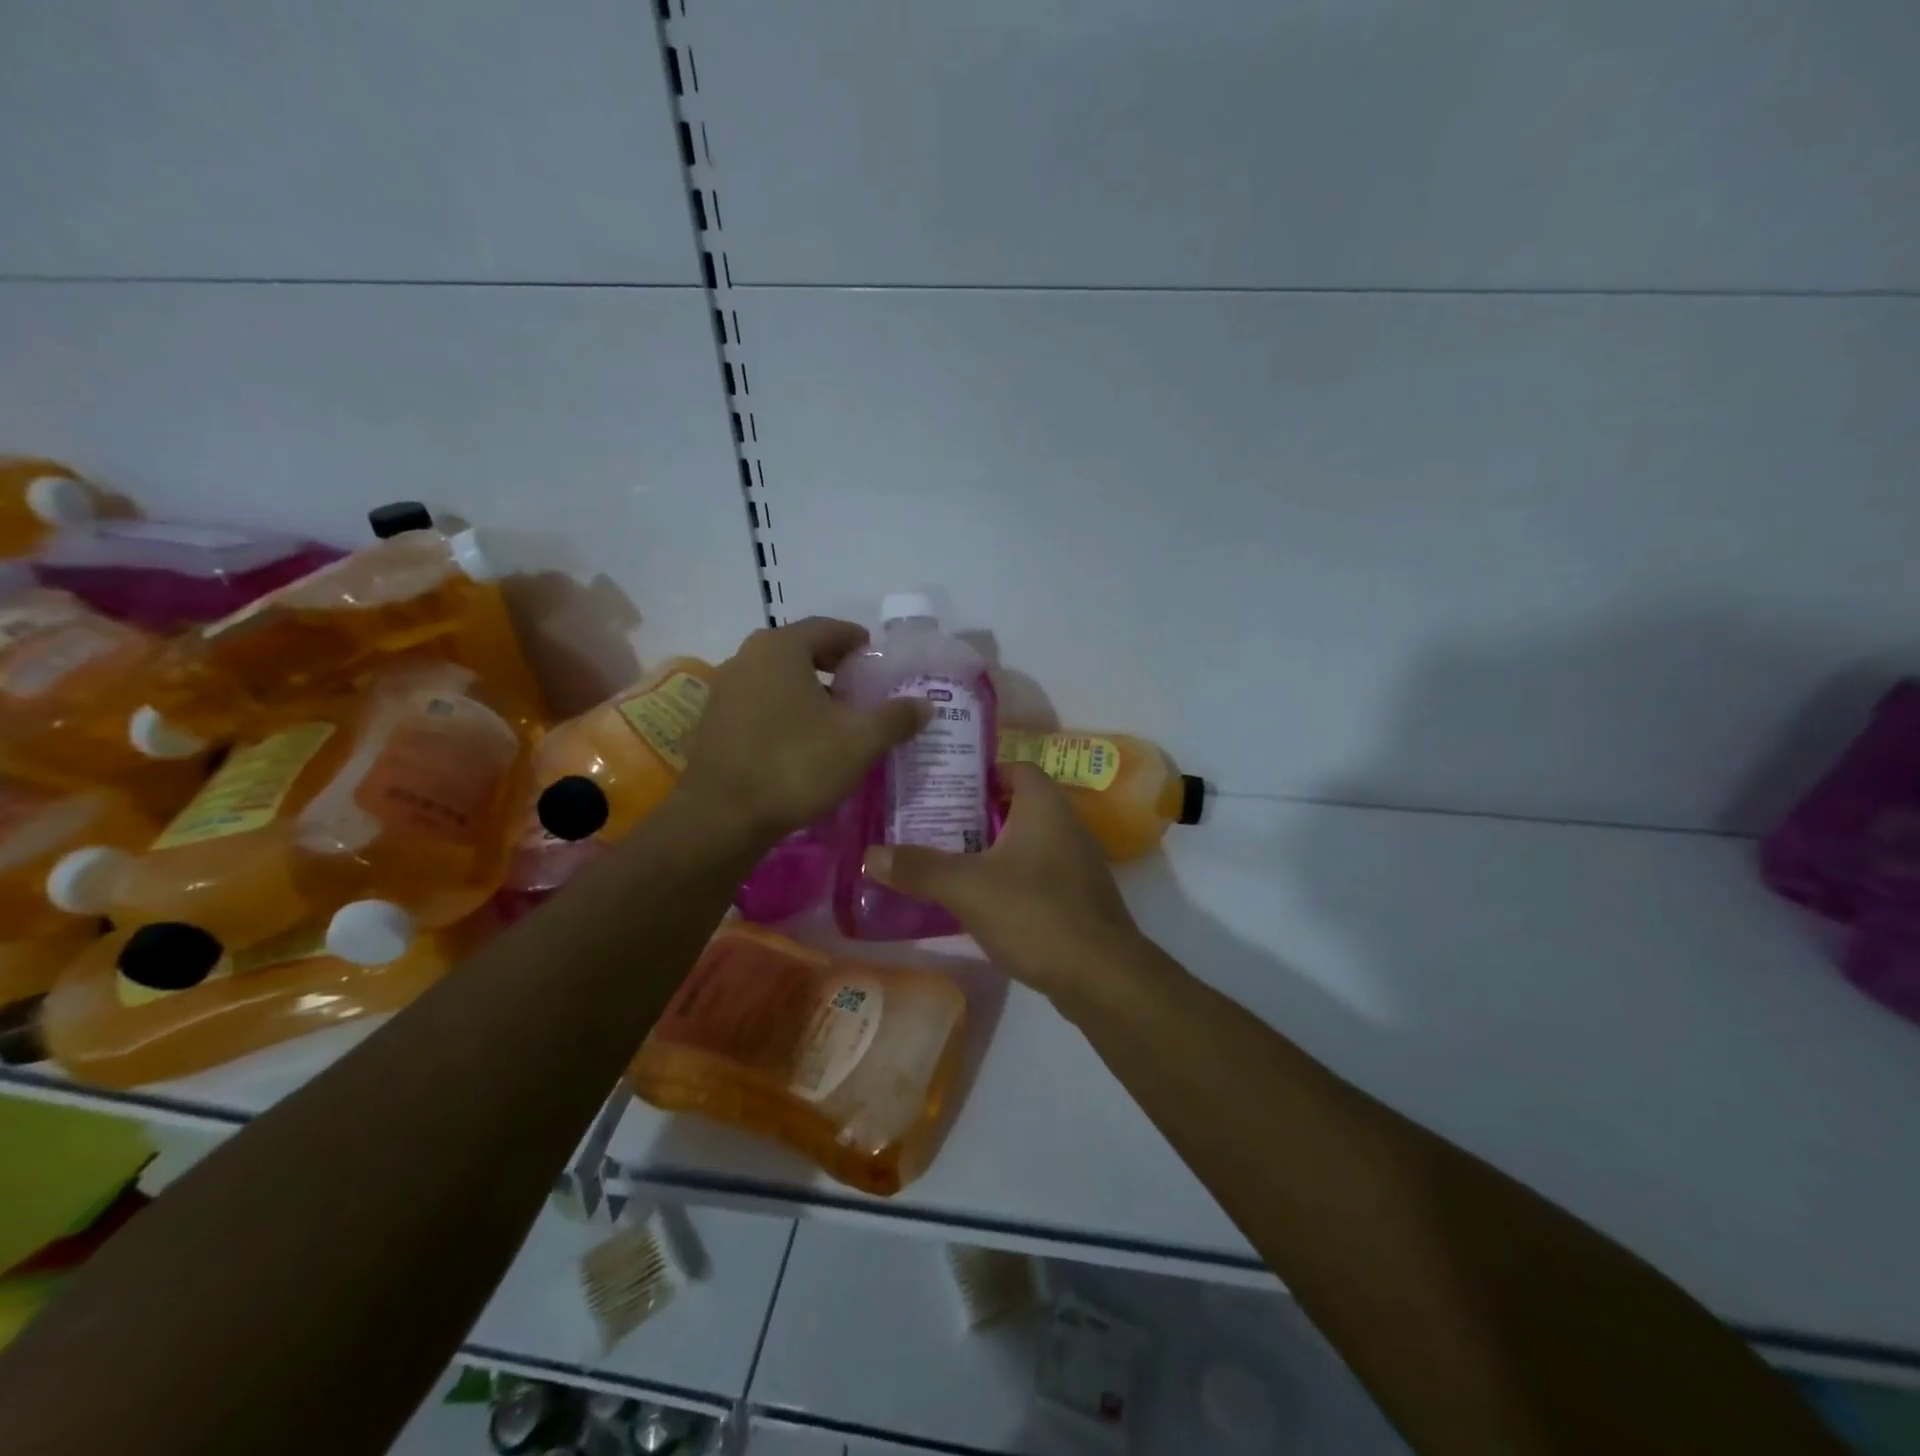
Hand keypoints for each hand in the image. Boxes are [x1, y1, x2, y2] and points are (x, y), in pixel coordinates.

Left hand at [679, 617, 926, 846]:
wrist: (722, 817)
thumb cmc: (795, 766)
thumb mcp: (859, 742)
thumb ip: (895, 718)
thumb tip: (925, 705)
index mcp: (781, 648)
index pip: (828, 628)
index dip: (858, 641)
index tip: (878, 661)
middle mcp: (747, 657)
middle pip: (801, 650)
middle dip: (835, 667)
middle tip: (862, 690)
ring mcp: (725, 689)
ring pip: (778, 678)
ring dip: (809, 690)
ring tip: (837, 718)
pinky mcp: (714, 721)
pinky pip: (760, 702)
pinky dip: (785, 710)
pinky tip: (803, 741)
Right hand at [867, 763, 1153, 1013]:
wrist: (1101, 976)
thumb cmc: (1035, 913)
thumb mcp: (967, 888)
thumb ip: (919, 868)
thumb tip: (869, 854)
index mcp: (1045, 806)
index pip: (1015, 768)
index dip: (981, 773)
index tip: (944, 786)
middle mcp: (1067, 825)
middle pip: (1018, 805)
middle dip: (977, 814)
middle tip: (934, 824)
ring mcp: (1078, 864)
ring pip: (1028, 842)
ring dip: (993, 848)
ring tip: (949, 860)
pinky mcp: (1079, 898)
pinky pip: (1039, 874)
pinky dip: (1011, 878)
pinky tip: (982, 900)